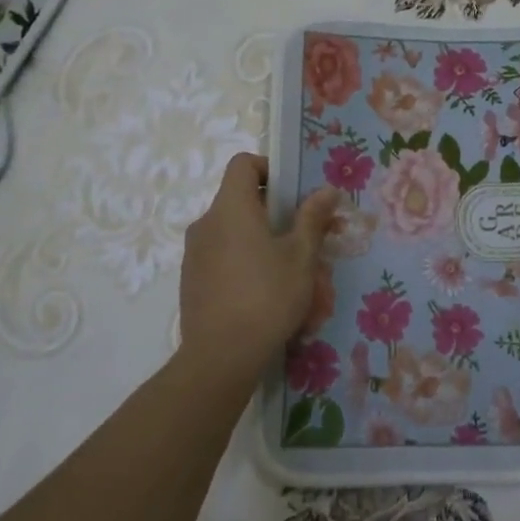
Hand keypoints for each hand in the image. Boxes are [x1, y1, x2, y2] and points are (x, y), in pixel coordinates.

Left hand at [178, 154, 338, 392]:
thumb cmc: (268, 296)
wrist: (221, 356)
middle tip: (305, 240)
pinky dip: (246, 264)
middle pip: (242, 200)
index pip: (242, 164)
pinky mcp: (192, 279)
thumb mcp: (302, 256)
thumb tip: (327, 189)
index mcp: (231, 208)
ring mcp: (195, 253)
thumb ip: (313, 218)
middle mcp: (206, 222)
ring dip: (264, 243)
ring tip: (293, 275)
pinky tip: (267, 295)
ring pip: (235, 233)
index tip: (293, 193)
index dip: (269, 168)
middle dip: (277, 215)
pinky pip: (223, 258)